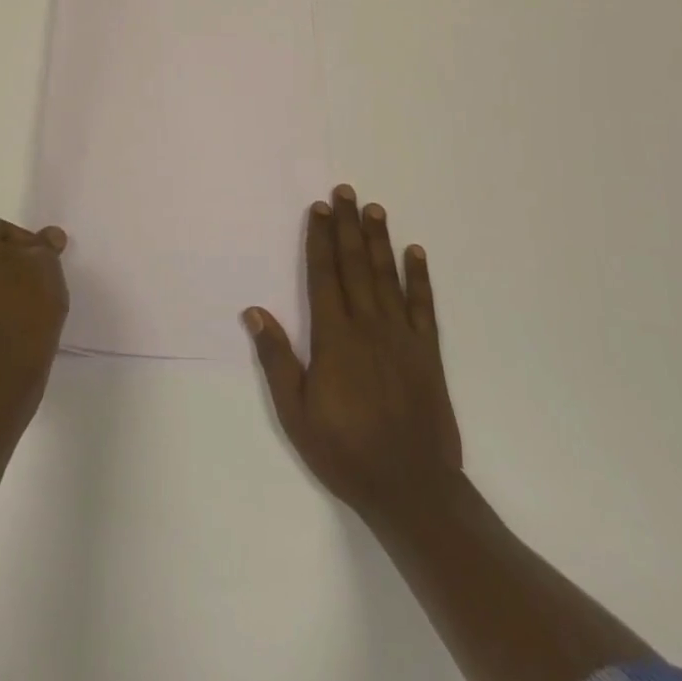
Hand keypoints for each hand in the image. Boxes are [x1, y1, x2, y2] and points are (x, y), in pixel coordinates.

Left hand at [0, 219, 69, 399]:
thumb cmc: (23, 305)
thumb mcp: (46, 265)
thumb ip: (45, 246)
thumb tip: (49, 236)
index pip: (0, 230)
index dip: (27, 244)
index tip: (45, 264)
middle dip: (7, 262)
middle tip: (36, 280)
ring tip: (23, 303)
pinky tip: (6, 322)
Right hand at [245, 184, 463, 530]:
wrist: (411, 489)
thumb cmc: (345, 451)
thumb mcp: (295, 413)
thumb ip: (276, 359)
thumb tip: (253, 311)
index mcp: (334, 337)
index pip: (324, 275)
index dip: (320, 239)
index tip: (318, 209)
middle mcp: (368, 326)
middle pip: (355, 264)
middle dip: (347, 225)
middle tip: (345, 191)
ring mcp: (401, 336)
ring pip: (387, 276)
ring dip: (379, 240)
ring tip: (374, 208)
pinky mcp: (427, 352)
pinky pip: (423, 305)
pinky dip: (419, 277)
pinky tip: (415, 253)